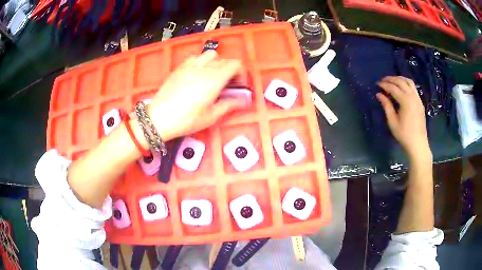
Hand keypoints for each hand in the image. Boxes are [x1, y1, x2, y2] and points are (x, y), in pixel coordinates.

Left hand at [146, 50, 249, 140]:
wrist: (159, 118)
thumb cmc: (187, 119)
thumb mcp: (211, 116)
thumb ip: (229, 105)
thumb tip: (244, 101)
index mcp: (215, 78)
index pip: (236, 64)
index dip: (241, 73)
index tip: (238, 86)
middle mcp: (204, 67)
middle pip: (224, 60)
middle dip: (230, 70)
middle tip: (227, 85)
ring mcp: (190, 65)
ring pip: (210, 55)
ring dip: (216, 63)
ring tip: (212, 77)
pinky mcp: (180, 67)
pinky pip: (195, 58)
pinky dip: (202, 62)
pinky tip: (197, 75)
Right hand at [376, 76, 431, 160]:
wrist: (418, 144)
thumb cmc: (404, 135)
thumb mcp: (393, 122)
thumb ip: (386, 106)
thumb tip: (379, 94)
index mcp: (405, 101)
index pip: (393, 88)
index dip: (384, 85)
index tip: (377, 84)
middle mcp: (412, 96)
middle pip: (401, 82)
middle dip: (391, 79)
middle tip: (382, 80)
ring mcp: (418, 98)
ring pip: (408, 81)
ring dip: (399, 78)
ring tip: (392, 80)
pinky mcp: (420, 102)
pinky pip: (413, 87)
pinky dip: (406, 83)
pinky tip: (401, 87)